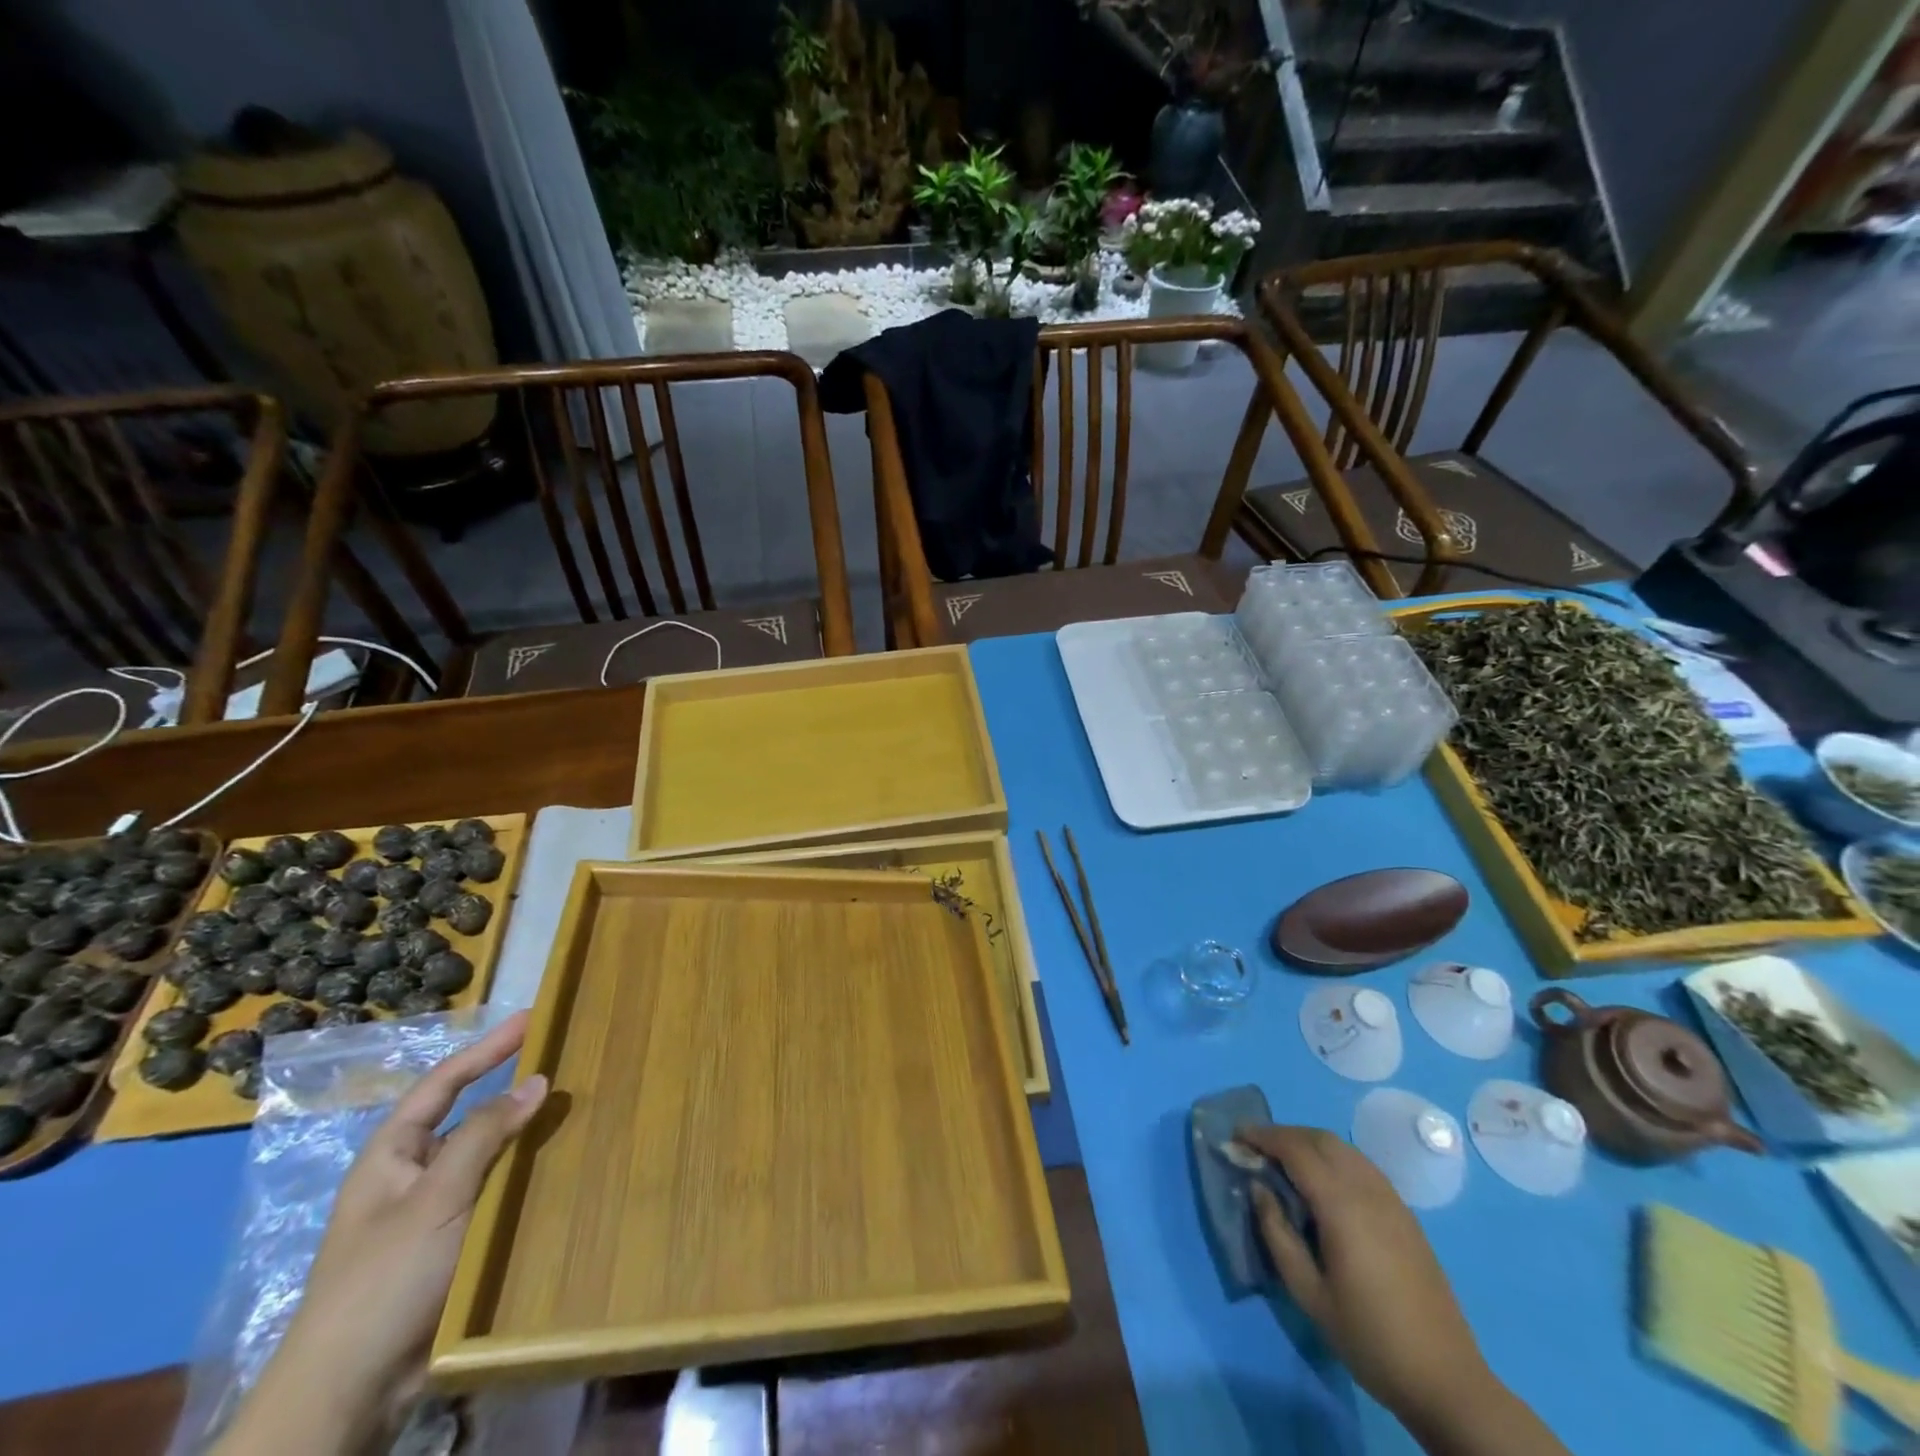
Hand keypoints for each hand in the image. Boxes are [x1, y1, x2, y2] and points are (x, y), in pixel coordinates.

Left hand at [214, 1012, 547, 1455]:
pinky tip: (564, 1169)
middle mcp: (413, 1177)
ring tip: (577, 1111)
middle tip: (564, 1061)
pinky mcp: (456, 1247)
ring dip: (527, 1136)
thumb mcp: (435, 1198)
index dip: (486, 1049)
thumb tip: (537, 1080)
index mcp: (392, 1156)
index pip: (443, 1084)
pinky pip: (500, 1196)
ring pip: (490, 1158)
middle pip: (470, 1117)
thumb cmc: (384, 1279)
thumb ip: (484, 1134)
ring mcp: (436, 1214)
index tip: (531, 1019)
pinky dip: (529, 1177)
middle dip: (514, 1090)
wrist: (350, 1392)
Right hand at [1234, 1124, 1491, 1426]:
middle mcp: (1368, 1190)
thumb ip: (1277, 1233)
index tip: (1236, 1135)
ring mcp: (1392, 1200)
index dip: (1262, 1135)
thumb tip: (1258, 1187)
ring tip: (1284, 1163)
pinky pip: (1362, 1166)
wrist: (1446, 1381)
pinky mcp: (1406, 1215)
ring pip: (1343, 1149)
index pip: (1295, 1149)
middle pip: (1320, 1139)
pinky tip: (1322, 1184)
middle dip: (1284, 1134)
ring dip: (1309, 1143)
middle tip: (1256, 1148)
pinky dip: (1333, 1158)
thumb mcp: (1308, 1293)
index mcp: (1342, 1205)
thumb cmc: (1369, 1338)